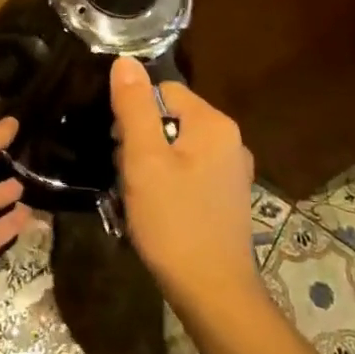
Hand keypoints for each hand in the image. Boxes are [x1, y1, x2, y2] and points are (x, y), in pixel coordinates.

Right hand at [110, 57, 259, 312]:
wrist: (214, 292)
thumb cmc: (174, 221)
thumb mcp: (144, 160)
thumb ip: (134, 107)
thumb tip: (125, 61)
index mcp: (213, 123)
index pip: (163, 91)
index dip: (134, 114)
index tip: (120, 148)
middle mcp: (230, 140)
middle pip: (171, 118)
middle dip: (142, 141)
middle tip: (129, 176)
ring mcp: (233, 171)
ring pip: (178, 147)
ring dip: (152, 164)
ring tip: (140, 197)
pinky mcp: (229, 197)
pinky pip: (191, 171)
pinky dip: (170, 183)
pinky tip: (159, 210)